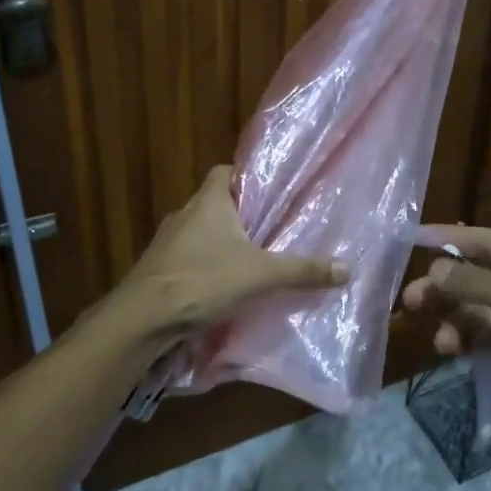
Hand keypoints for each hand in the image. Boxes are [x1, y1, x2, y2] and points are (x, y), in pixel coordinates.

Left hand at [102, 167, 346, 343]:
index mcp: (208, 201)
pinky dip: (204, 268)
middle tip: (270, 232)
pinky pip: (187, 259)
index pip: (225, 171)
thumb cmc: (203, 280)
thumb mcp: (261, 275)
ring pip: (201, 234)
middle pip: (215, 204)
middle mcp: (184, 213)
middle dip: (240, 217)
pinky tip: (221, 288)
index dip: (246, 178)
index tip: (269, 194)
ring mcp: (166, 242)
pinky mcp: (157, 269)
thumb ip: (303, 271)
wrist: (142, 319)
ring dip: (221, 245)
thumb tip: (347, 268)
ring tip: (250, 261)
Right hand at [402, 225, 490, 446]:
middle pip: (471, 277)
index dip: (444, 237)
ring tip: (442, 344)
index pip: (478, 239)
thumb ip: (475, 284)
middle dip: (441, 287)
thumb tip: (434, 270)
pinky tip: (455, 354)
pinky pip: (485, 339)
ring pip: (474, 312)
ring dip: (454, 321)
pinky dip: (468, 343)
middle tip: (411, 303)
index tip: (407, 241)